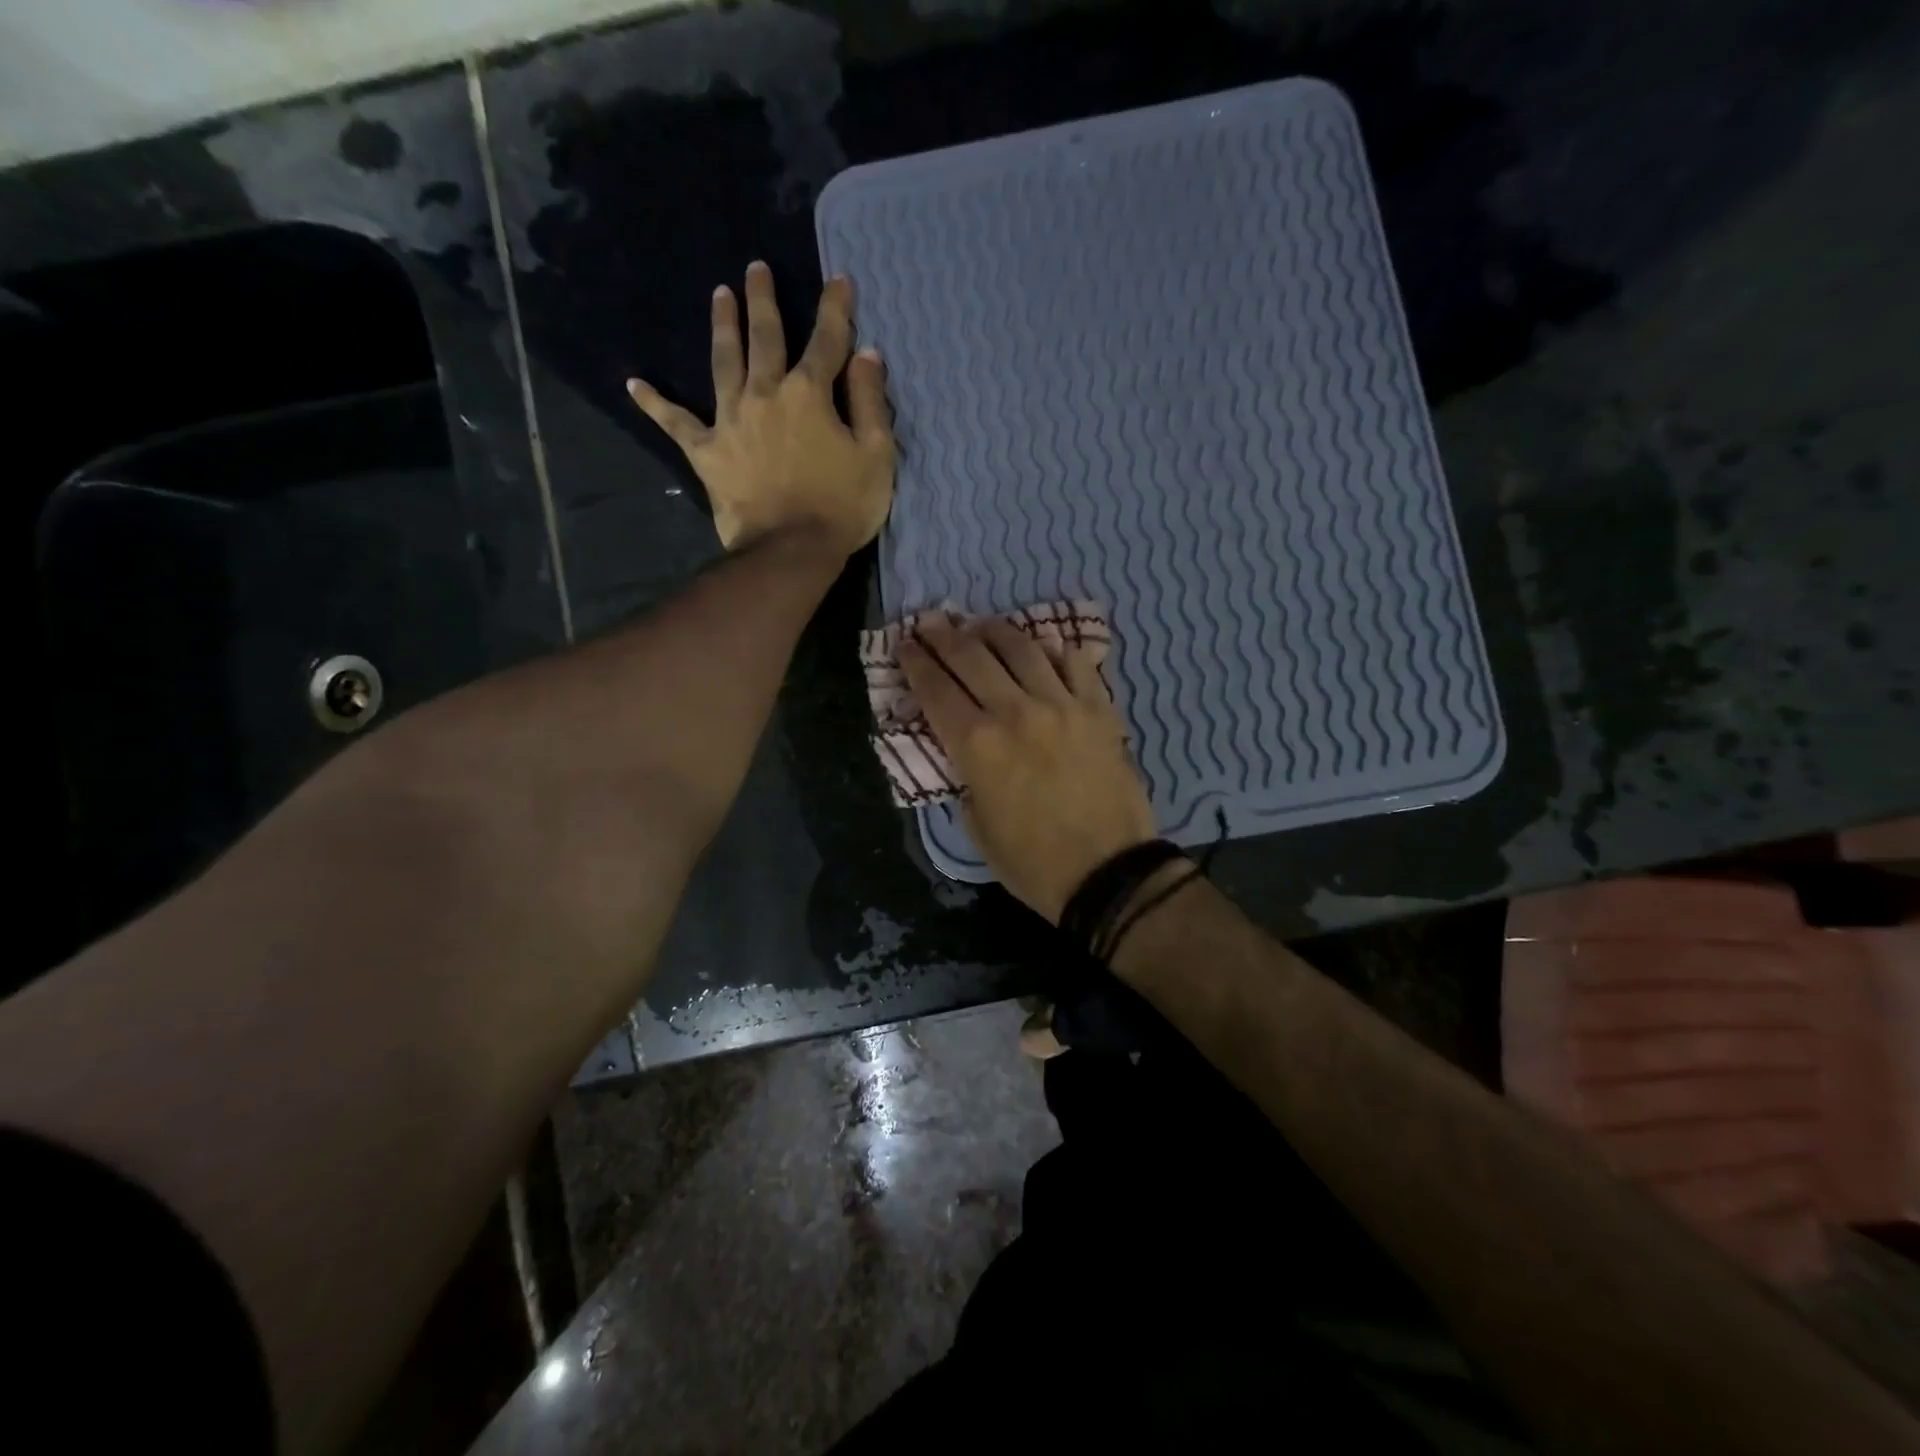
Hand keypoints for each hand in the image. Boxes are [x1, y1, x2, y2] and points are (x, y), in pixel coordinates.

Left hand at [627, 261, 894, 554]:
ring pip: (724, 362)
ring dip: (723, 326)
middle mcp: (765, 394)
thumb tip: (867, 355)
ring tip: (719, 295)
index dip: (836, 309)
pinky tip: (634, 384)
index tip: (839, 279)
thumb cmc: (842, 507)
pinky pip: (676, 423)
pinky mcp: (707, 452)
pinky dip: (655, 404)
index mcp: (809, 393)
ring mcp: (730, 420)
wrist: (791, 551)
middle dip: (764, 301)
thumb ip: (871, 402)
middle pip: (765, 337)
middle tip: (756, 269)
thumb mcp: (876, 456)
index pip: (827, 341)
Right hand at [901, 618, 1156, 922]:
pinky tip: (1044, 649)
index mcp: (977, 745)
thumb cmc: (1032, 862)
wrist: (1107, 872)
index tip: (905, 644)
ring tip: (981, 626)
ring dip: (994, 631)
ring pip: (1022, 648)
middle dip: (944, 636)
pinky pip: (1075, 663)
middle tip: (931, 623)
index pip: (936, 689)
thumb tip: (961, 746)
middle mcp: (1015, 712)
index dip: (915, 662)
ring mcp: (1062, 704)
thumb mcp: (977, 825)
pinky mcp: (1099, 709)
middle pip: (972, 657)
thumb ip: (964, 775)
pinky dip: (1054, 651)